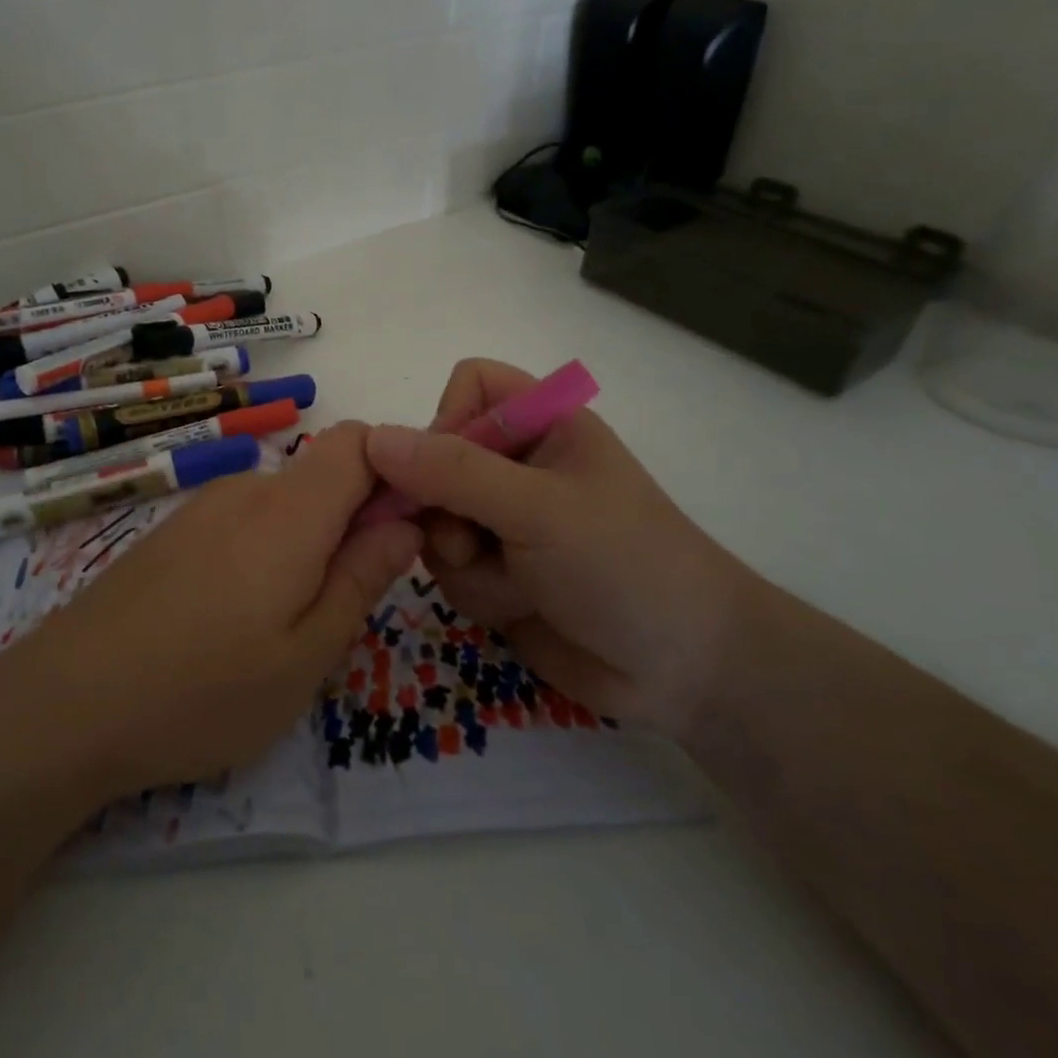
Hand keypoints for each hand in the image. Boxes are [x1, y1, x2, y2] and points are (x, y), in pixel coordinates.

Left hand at [10, 422, 420, 800]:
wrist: (67, 703)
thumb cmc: (203, 690)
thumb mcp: (306, 654)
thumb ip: (363, 578)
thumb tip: (404, 521)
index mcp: (290, 511)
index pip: (359, 441)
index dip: (395, 469)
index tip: (406, 530)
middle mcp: (246, 490)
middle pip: (323, 474)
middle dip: (354, 520)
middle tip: (347, 603)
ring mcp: (202, 508)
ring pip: (283, 503)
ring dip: (308, 543)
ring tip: (286, 624)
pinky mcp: (173, 532)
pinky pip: (243, 521)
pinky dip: (266, 551)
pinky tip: (235, 618)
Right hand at [364, 359, 758, 735]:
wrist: (685, 671)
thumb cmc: (624, 566)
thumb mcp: (538, 509)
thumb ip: (453, 472)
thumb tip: (372, 439)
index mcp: (544, 423)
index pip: (469, 385)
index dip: (448, 419)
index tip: (448, 471)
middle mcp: (517, 463)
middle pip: (434, 458)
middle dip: (445, 508)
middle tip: (472, 542)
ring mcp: (503, 519)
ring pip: (433, 519)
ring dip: (463, 558)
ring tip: (515, 583)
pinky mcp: (496, 569)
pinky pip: (447, 566)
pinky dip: (475, 590)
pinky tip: (518, 606)